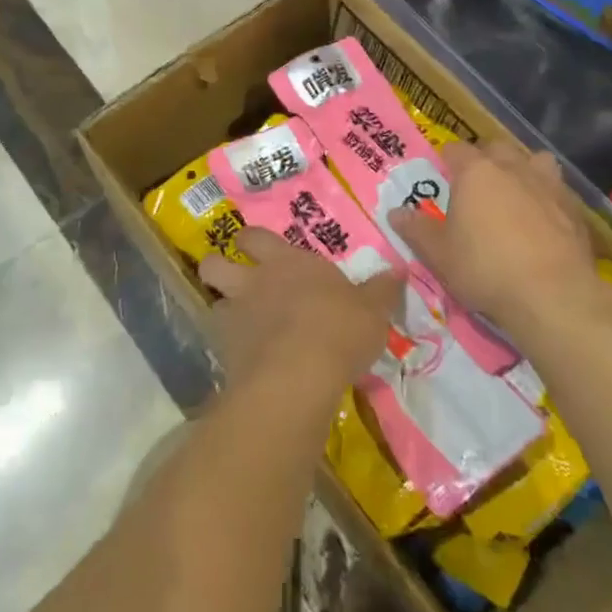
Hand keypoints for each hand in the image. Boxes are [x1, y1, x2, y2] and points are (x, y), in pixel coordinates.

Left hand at [199, 229, 401, 397]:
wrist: (299, 375)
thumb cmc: (339, 329)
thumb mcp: (373, 310)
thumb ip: (382, 290)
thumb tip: (398, 271)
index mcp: (286, 260)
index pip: (255, 236)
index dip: (252, 241)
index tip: (256, 248)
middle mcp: (253, 281)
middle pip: (214, 262)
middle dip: (219, 267)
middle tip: (236, 281)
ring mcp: (235, 317)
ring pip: (214, 303)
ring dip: (225, 310)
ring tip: (242, 326)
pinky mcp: (226, 354)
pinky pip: (221, 343)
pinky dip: (232, 349)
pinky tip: (249, 361)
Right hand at [391, 140, 595, 335]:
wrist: (552, 295)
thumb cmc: (485, 268)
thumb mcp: (439, 254)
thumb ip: (416, 230)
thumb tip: (395, 212)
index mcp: (476, 172)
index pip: (455, 150)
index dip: (446, 161)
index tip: (442, 178)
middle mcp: (513, 167)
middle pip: (496, 148)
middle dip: (485, 160)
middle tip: (476, 187)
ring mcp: (549, 185)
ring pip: (535, 161)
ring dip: (524, 170)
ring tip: (516, 194)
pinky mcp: (575, 209)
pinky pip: (558, 190)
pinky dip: (548, 198)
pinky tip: (544, 221)